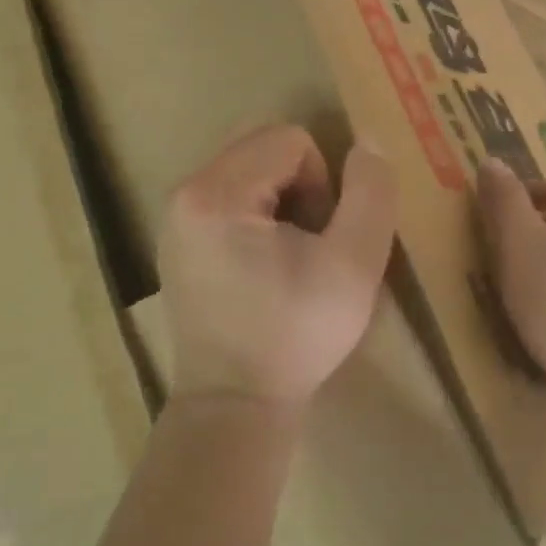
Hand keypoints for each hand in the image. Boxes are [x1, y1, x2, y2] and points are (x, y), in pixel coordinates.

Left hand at [158, 125, 397, 411]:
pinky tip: (264, 266)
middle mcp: (185, 194)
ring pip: (247, 171)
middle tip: (308, 243)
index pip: (290, 140)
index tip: (320, 238)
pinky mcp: (177, 243)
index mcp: (216, 192)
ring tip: (288, 257)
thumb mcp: (355, 263)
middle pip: (263, 147)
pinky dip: (256, 217)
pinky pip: (227, 198)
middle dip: (300, 185)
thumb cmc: (296, 334)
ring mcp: (175, 220)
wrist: (236, 405)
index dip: (322, 183)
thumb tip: (367, 140)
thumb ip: (370, 192)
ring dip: (281, 201)